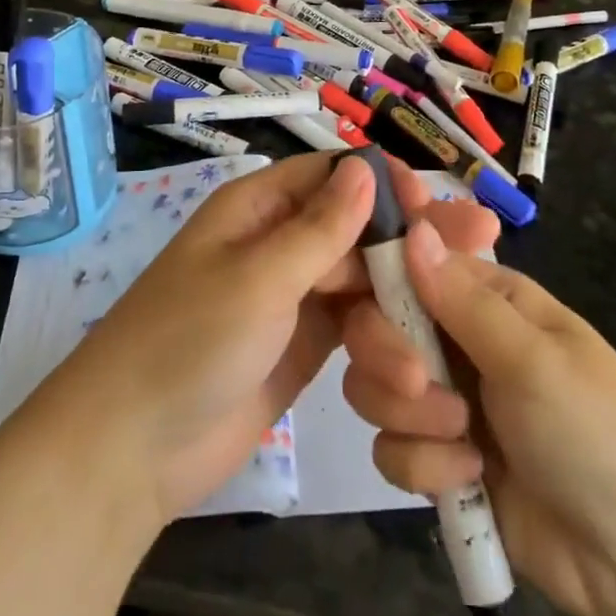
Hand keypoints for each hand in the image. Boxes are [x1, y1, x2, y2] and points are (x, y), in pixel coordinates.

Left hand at [44, 154, 498, 528]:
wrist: (132, 448)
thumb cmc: (189, 341)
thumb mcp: (257, 278)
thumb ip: (319, 229)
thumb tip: (366, 167)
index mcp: (259, 207)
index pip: (333, 176)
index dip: (386, 183)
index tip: (435, 203)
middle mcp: (280, 242)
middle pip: (358, 228)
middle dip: (413, 243)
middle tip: (483, 241)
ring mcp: (293, 295)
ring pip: (363, 283)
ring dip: (398, 313)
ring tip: (432, 356)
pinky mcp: (304, 344)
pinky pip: (355, 329)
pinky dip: (382, 346)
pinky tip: (413, 374)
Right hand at [341, 221, 615, 615]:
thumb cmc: (597, 432)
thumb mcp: (532, 358)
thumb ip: (461, 300)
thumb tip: (412, 230)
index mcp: (487, 299)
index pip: (410, 264)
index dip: (379, 274)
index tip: (351, 289)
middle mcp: (459, 341)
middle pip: (378, 326)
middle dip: (389, 358)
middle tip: (422, 384)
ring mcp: (448, 402)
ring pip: (376, 388)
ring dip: (411, 418)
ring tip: (465, 442)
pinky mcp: (441, 461)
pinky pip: (392, 449)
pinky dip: (425, 467)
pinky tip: (470, 481)